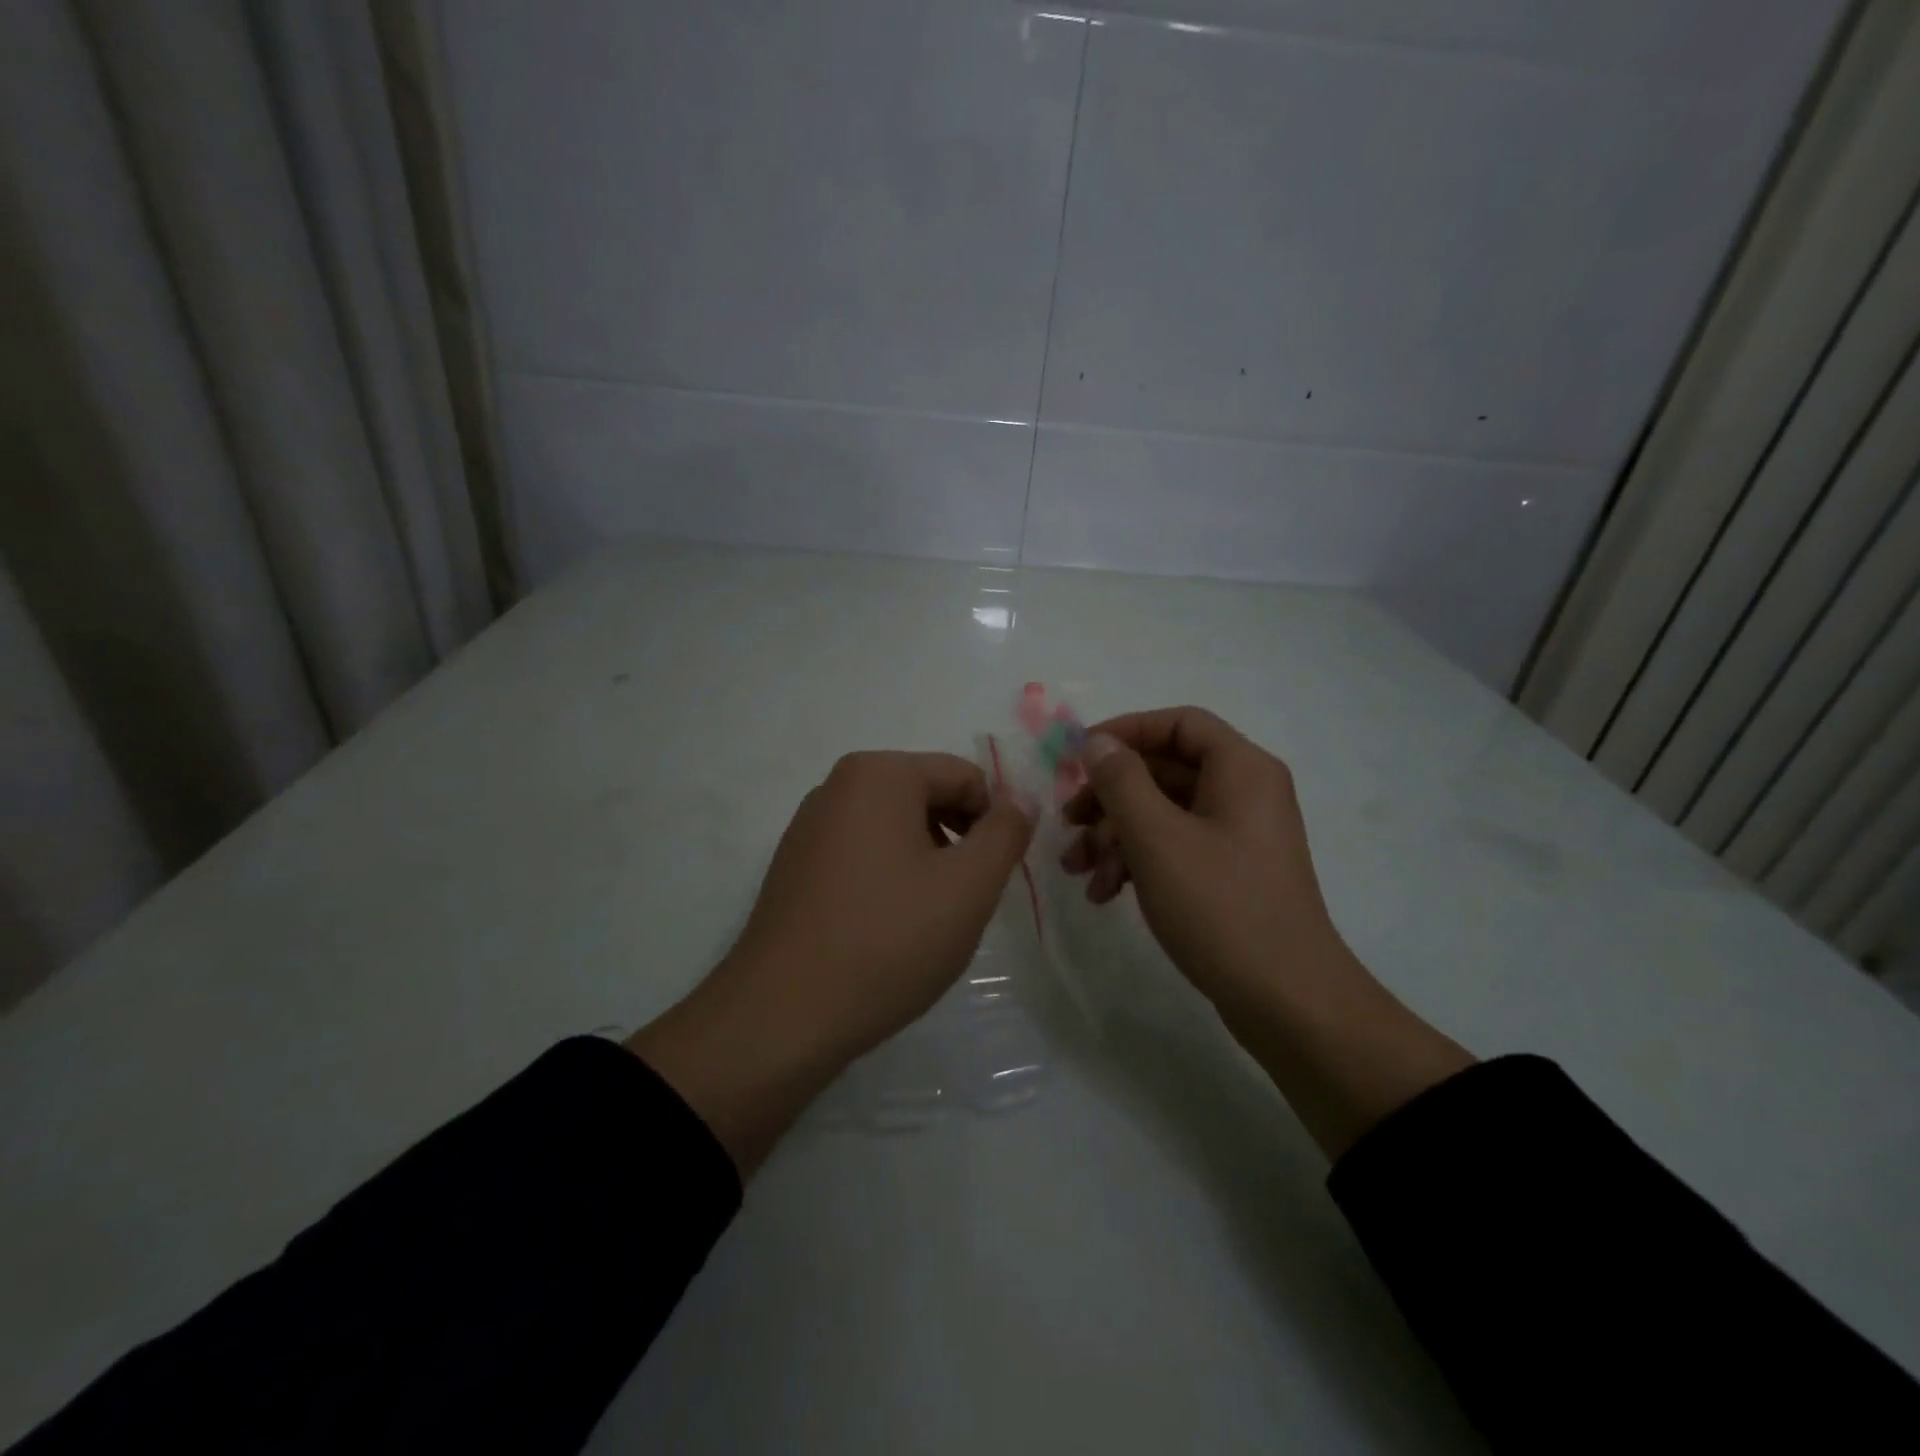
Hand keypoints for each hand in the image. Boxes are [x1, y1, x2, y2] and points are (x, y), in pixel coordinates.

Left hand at [630, 752, 1033, 1173]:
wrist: (782, 1016)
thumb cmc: (888, 941)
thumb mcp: (968, 886)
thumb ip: (1006, 834)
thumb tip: (1019, 802)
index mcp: (878, 774)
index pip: (965, 777)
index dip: (994, 822)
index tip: (997, 875)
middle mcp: (837, 786)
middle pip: (927, 797)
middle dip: (958, 841)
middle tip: (966, 901)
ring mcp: (809, 827)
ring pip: (895, 829)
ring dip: (927, 862)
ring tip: (928, 921)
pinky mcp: (794, 867)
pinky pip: (861, 854)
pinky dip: (889, 879)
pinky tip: (887, 930)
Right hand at [1060, 706, 1347, 1020]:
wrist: (1286, 1001)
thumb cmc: (1220, 907)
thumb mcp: (1157, 838)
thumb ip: (1121, 781)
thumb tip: (1097, 743)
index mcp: (1241, 769)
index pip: (1178, 723)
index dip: (1124, 731)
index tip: (1077, 758)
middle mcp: (1244, 793)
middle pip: (1164, 771)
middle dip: (1109, 797)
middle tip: (1068, 822)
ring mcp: (1237, 836)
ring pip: (1163, 814)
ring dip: (1114, 836)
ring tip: (1077, 870)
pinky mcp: (1229, 873)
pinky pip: (1175, 848)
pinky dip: (1137, 862)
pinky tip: (1104, 893)